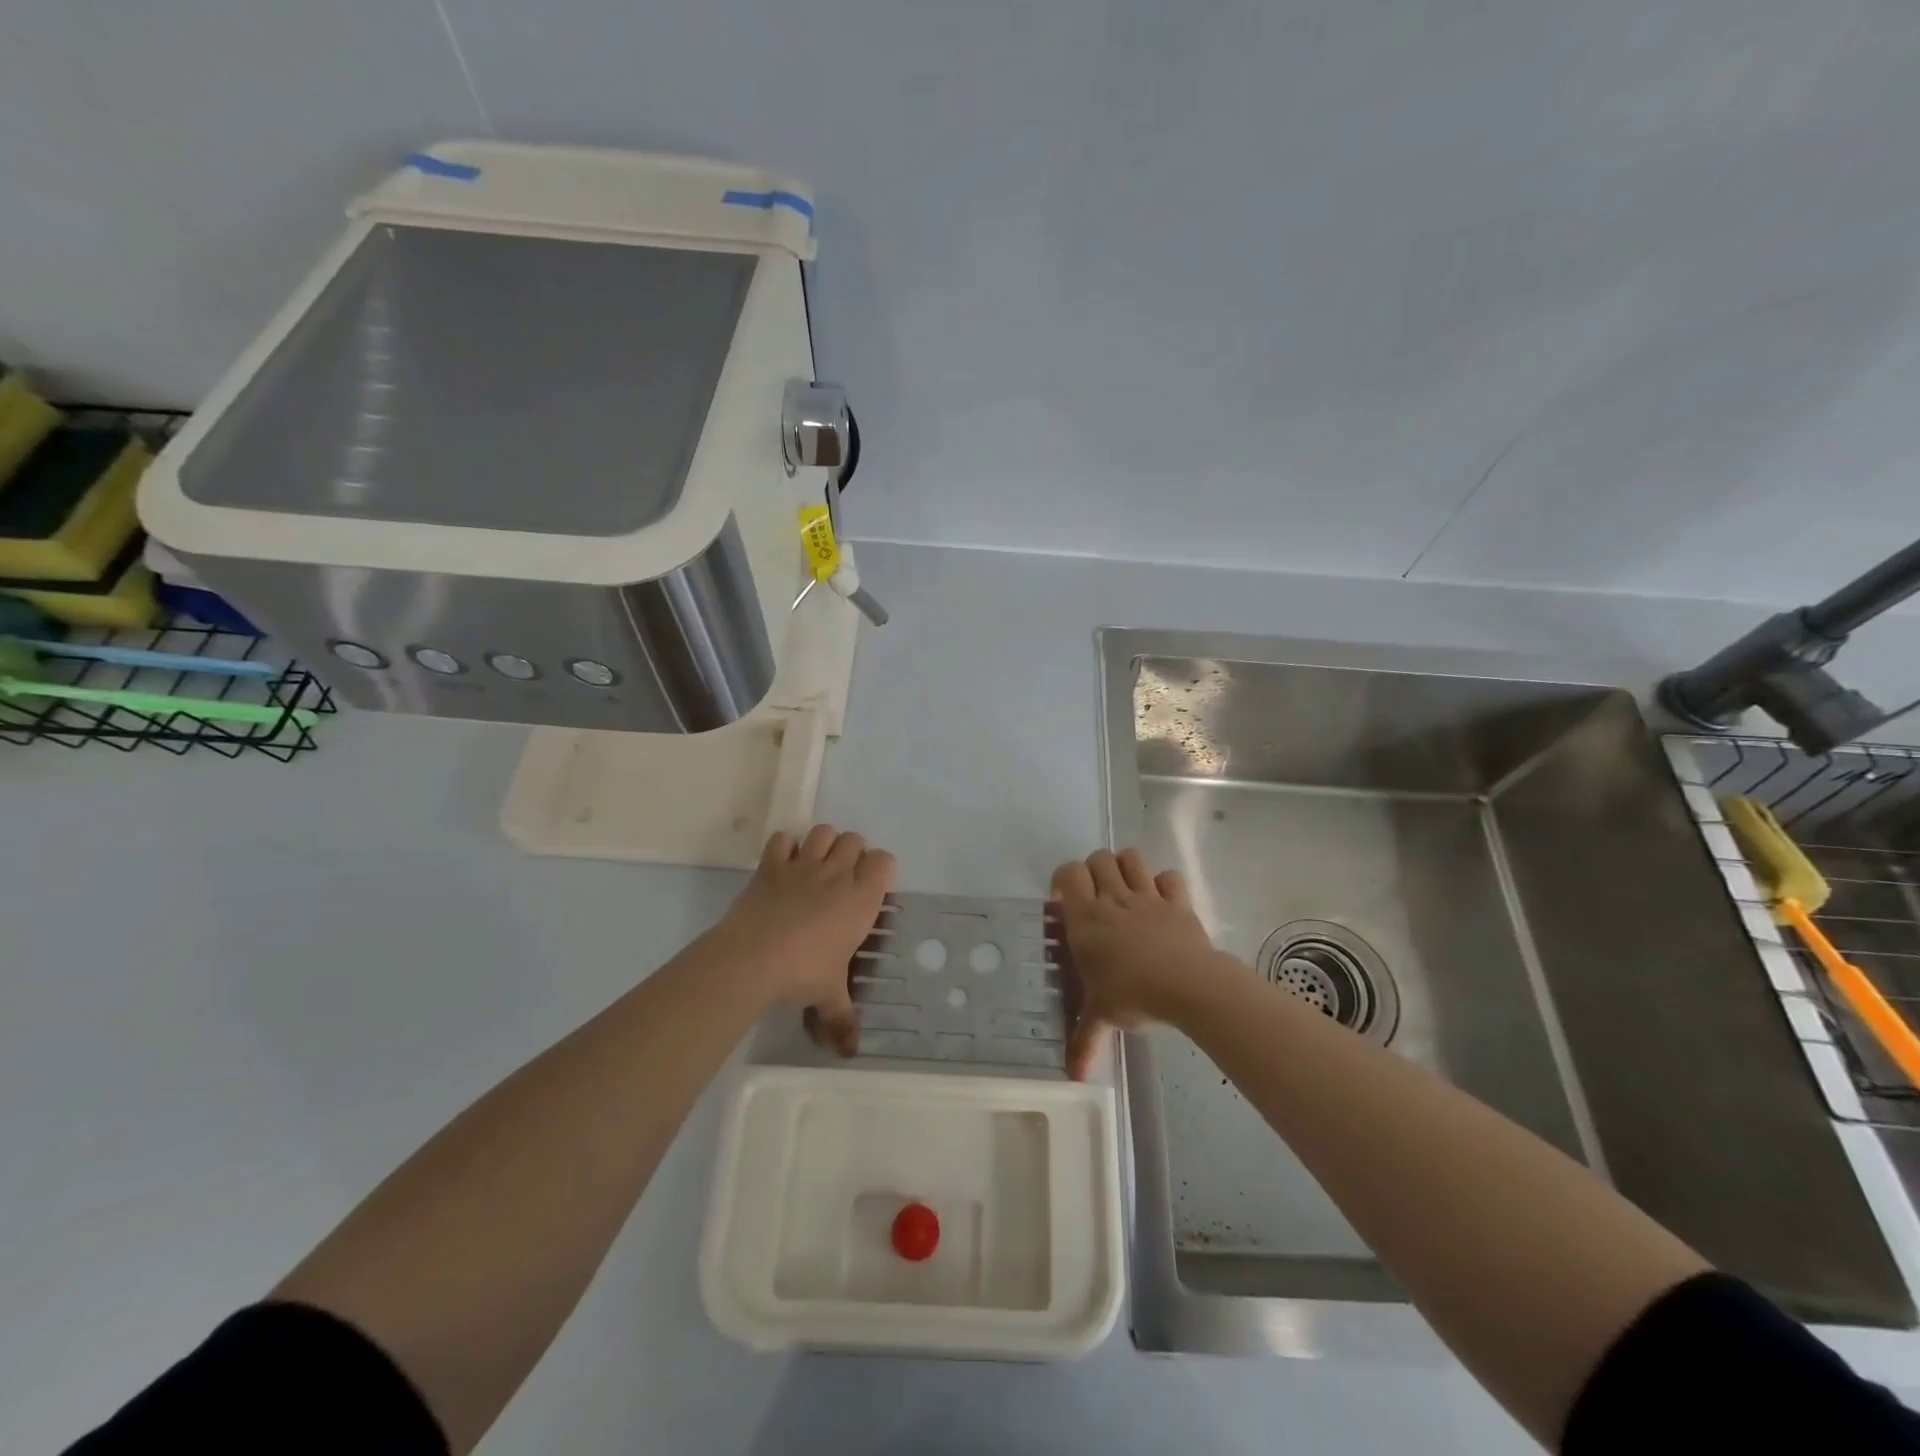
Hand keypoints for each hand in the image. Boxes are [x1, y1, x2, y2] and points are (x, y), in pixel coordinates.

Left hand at [709, 825, 894, 1054]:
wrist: (751, 959)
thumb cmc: (803, 973)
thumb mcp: (829, 997)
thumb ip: (844, 1020)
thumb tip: (851, 1053)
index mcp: (861, 899)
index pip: (884, 861)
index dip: (880, 869)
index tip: (871, 889)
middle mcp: (836, 874)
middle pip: (854, 840)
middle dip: (852, 853)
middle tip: (842, 880)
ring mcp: (802, 865)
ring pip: (823, 832)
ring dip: (823, 843)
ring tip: (816, 866)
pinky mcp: (771, 865)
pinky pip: (783, 838)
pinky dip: (785, 846)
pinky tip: (783, 864)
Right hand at [1051, 847, 1242, 1080]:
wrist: (1188, 985)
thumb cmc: (1132, 995)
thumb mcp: (1101, 1016)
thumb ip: (1084, 1040)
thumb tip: (1071, 1077)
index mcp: (1086, 917)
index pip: (1068, 873)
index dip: (1063, 878)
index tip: (1064, 901)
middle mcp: (1113, 898)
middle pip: (1098, 858)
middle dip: (1094, 870)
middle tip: (1095, 896)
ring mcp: (1148, 896)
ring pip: (1131, 858)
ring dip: (1125, 866)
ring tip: (1124, 889)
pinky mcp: (1177, 901)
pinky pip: (1169, 877)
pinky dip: (1163, 883)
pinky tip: (1160, 900)